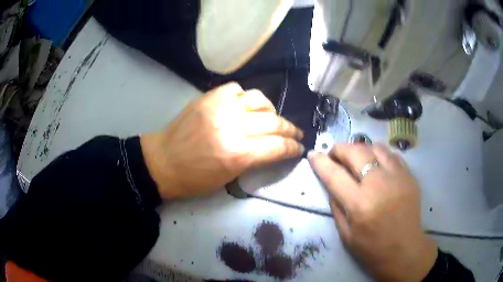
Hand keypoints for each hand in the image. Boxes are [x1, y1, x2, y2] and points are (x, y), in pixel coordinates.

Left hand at [141, 82, 303, 198]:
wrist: (163, 161)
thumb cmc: (194, 179)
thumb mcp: (229, 178)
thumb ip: (254, 160)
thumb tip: (273, 148)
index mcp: (238, 154)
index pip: (278, 146)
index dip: (293, 148)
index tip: (299, 148)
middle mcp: (232, 127)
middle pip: (274, 122)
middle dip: (290, 129)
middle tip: (296, 133)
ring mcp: (220, 108)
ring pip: (259, 100)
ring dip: (271, 110)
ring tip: (271, 117)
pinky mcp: (208, 98)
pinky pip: (236, 89)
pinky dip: (245, 98)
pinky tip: (244, 106)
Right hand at [308, 144, 437, 281]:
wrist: (404, 250)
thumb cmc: (372, 248)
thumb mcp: (345, 234)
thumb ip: (336, 206)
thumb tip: (331, 182)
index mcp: (360, 204)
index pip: (334, 175)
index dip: (320, 161)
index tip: (313, 154)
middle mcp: (379, 185)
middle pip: (356, 152)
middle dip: (340, 149)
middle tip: (335, 156)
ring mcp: (397, 177)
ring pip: (375, 148)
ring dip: (361, 149)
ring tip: (357, 159)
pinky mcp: (409, 176)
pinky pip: (392, 155)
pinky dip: (379, 154)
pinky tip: (377, 164)